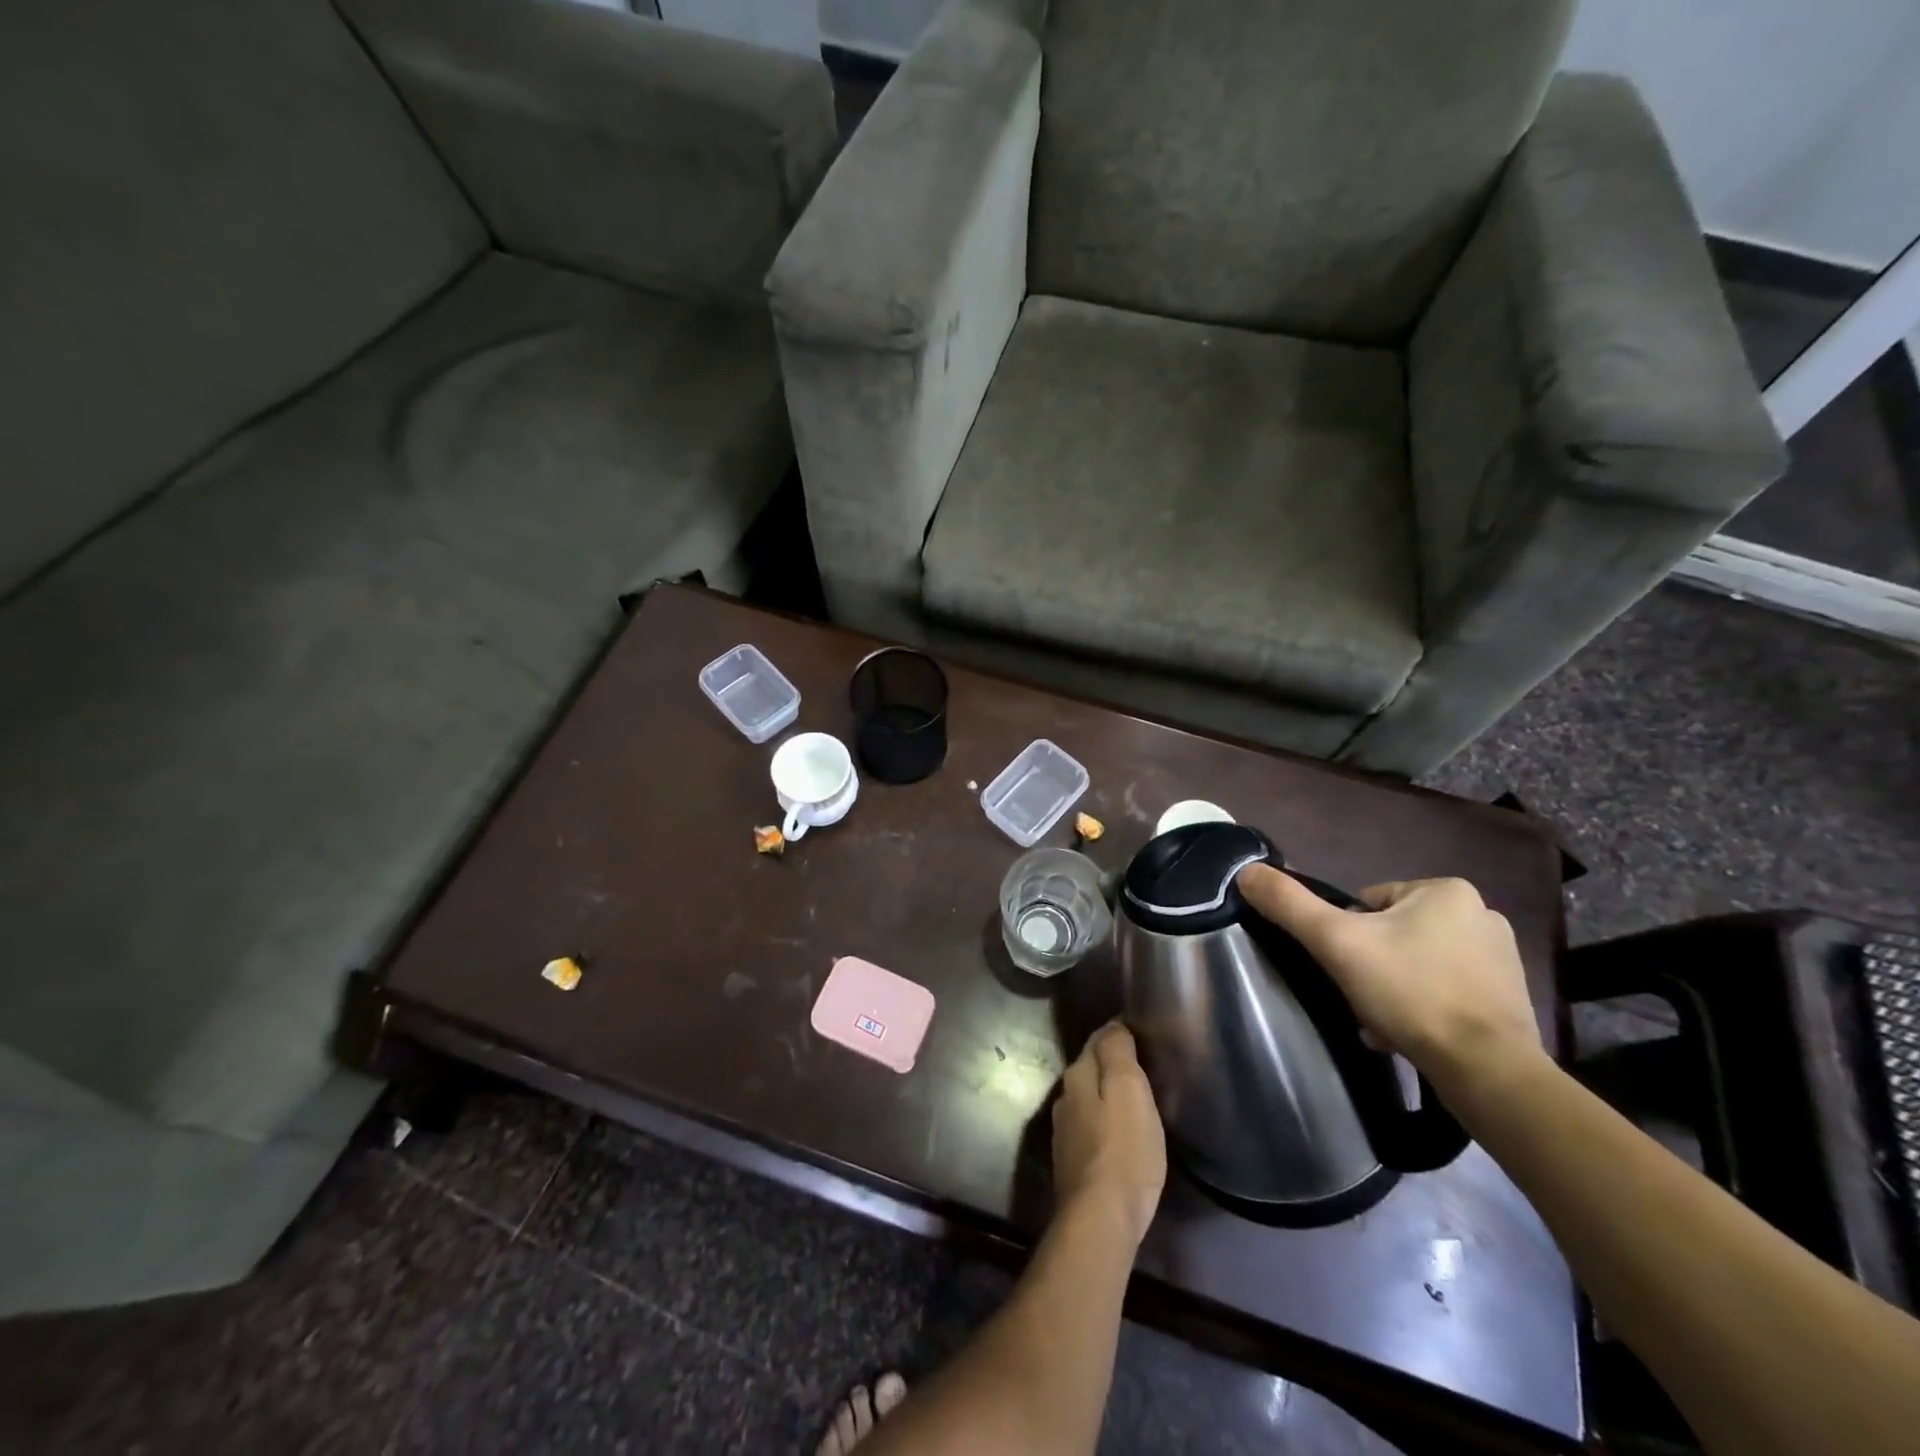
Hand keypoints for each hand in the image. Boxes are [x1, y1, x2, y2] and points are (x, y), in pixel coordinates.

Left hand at [1052, 1021, 1166, 1246]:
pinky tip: (1121, 1136)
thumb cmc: (1124, 1149)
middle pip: (1090, 1070)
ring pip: (1089, 1100)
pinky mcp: (1072, 1162)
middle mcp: (1064, 1098)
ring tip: (1135, 1101)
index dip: (1118, 1036)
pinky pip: (1091, 1129)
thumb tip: (1113, 1025)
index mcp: (1077, 1075)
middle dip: (1111, 1066)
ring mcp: (1065, 1132)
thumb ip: (1117, 1052)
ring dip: (1107, 1097)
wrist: (1101, 1218)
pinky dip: (1105, 1124)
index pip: (1097, 1041)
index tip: (1141, 1037)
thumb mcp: (1129, 1090)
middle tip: (1143, 1069)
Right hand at [1236, 867, 1543, 1094]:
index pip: (1368, 904)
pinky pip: (1447, 993)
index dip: (1347, 937)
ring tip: (1383, 1026)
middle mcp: (1481, 914)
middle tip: (1362, 1000)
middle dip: (1372, 966)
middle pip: (1393, 934)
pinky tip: (1410, 1037)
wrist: (1487, 1070)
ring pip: (1418, 965)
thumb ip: (1289, 904)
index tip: (1348, 969)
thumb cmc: (1411, 992)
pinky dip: (1424, 1010)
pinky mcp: (1510, 999)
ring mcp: (1502, 959)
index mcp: (1446, 890)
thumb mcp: (1336, 942)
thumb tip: (1246, 871)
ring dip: (1394, 990)